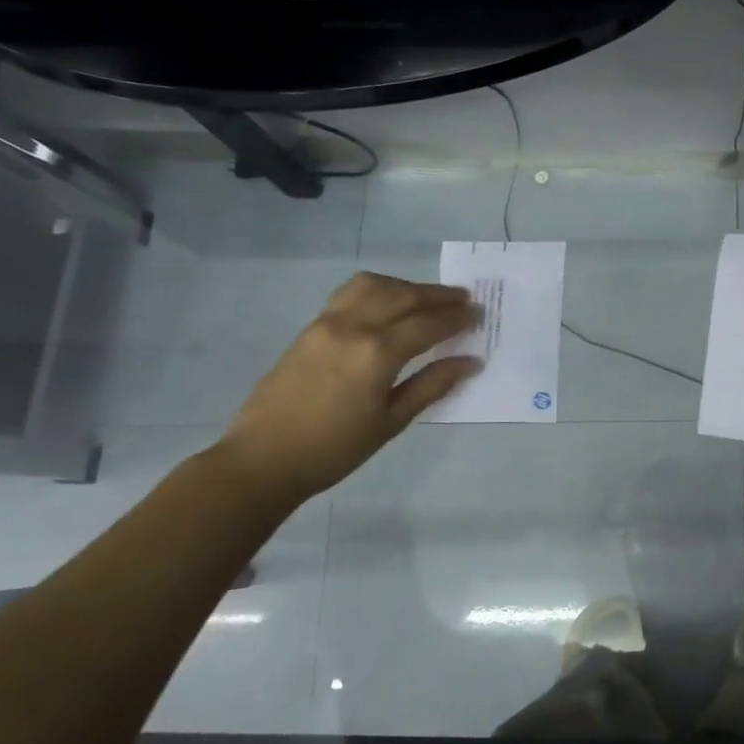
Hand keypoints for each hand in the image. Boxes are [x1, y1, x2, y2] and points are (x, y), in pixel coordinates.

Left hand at [212, 273, 479, 503]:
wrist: (264, 459)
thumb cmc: (335, 449)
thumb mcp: (391, 421)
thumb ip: (432, 385)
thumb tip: (471, 362)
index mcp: (377, 354)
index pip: (428, 324)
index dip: (457, 318)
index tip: (479, 315)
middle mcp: (353, 327)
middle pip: (404, 296)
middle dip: (438, 295)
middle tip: (464, 300)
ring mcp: (327, 323)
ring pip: (374, 285)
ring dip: (407, 286)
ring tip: (427, 298)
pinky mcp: (311, 327)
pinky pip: (350, 293)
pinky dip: (378, 290)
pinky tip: (388, 304)